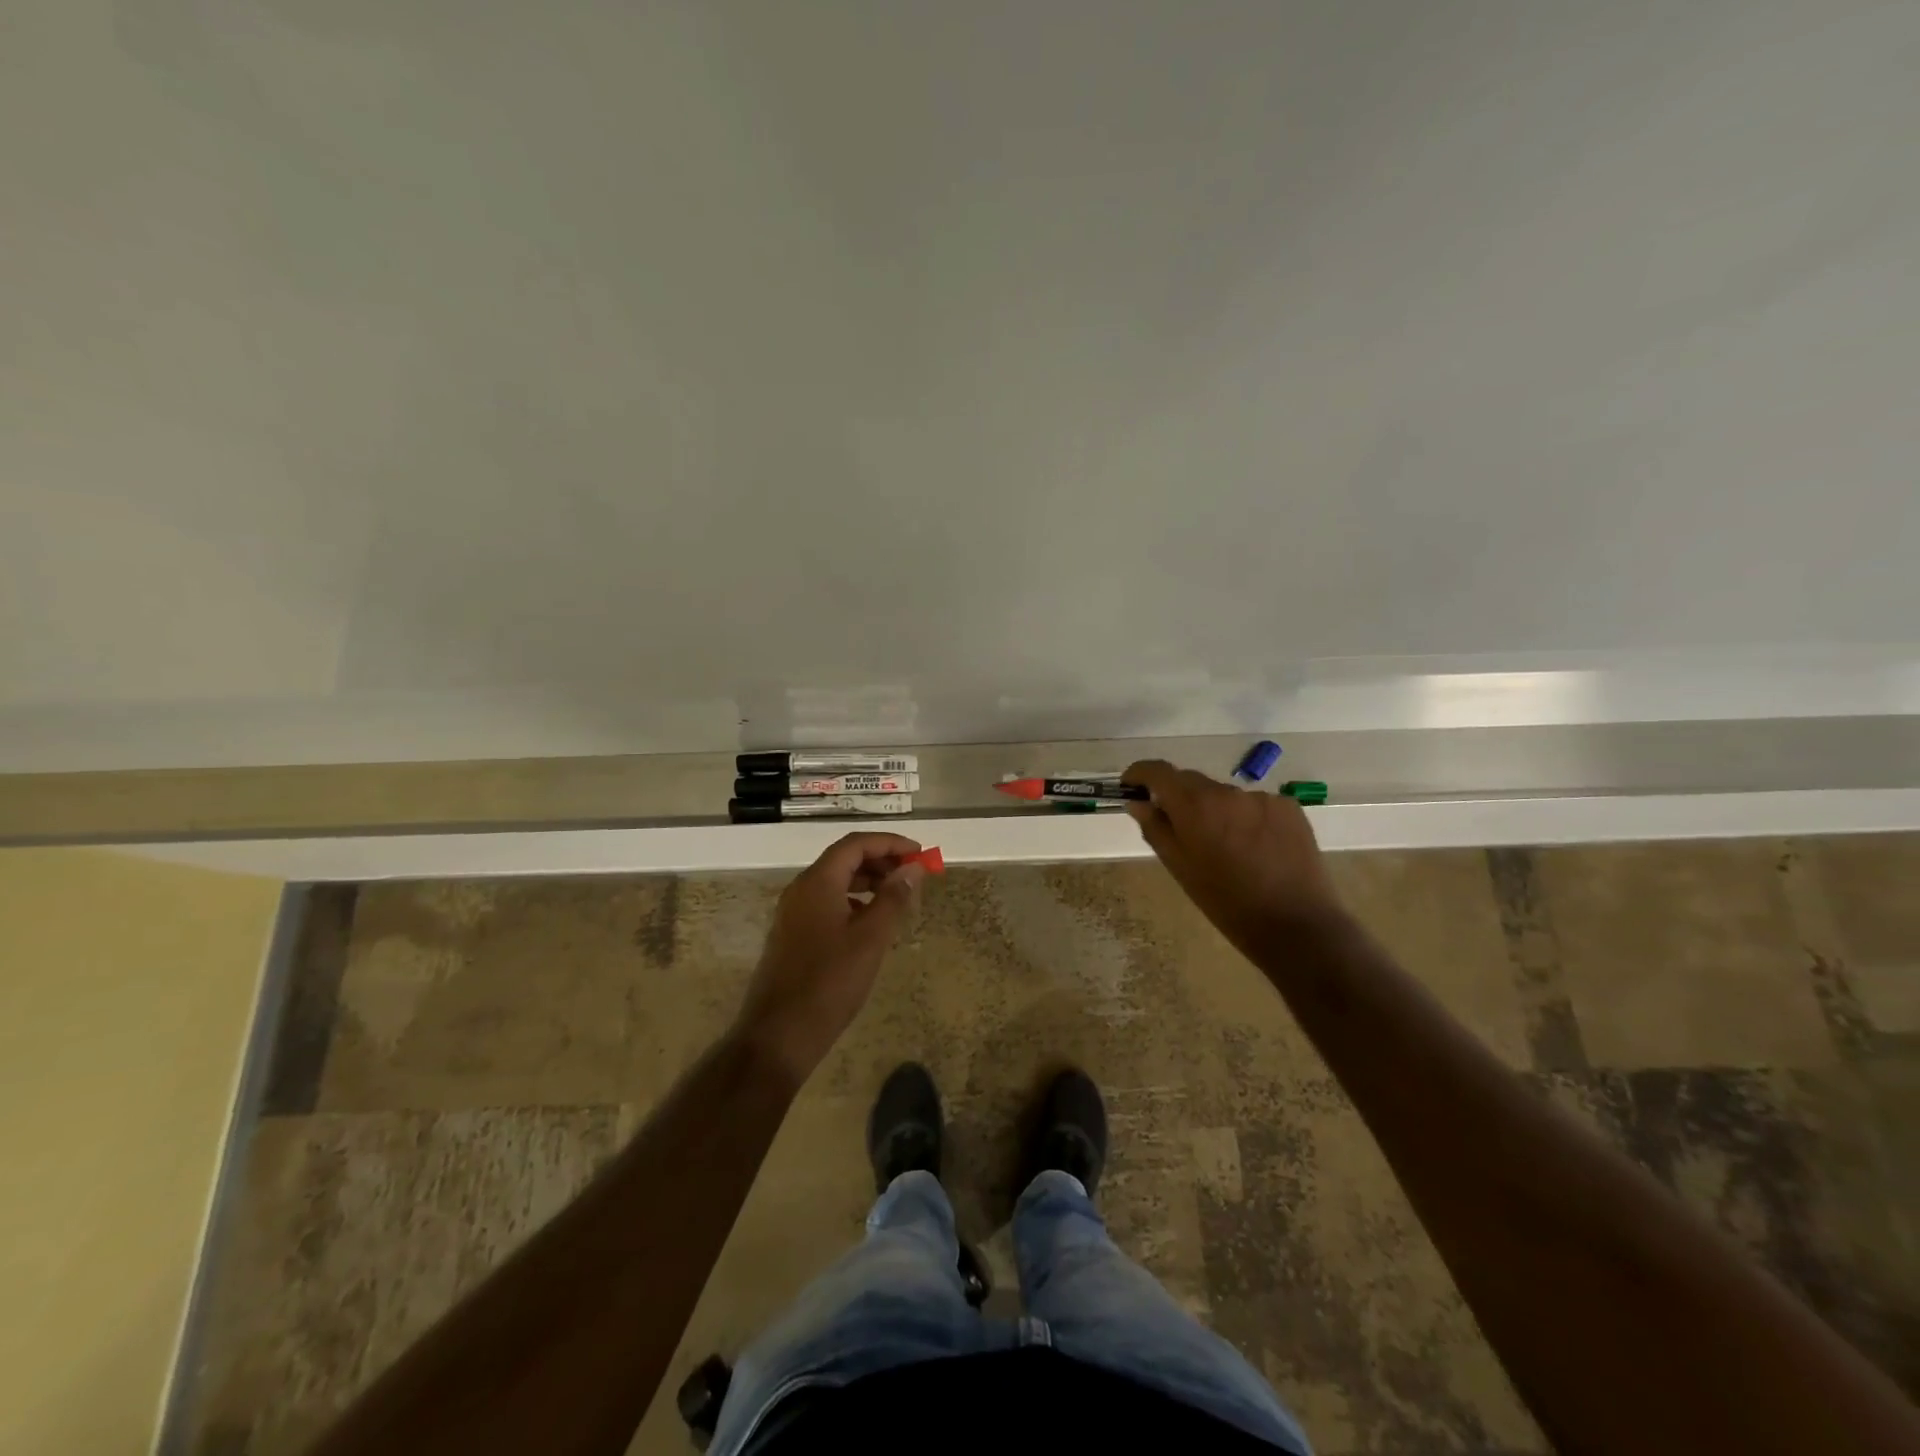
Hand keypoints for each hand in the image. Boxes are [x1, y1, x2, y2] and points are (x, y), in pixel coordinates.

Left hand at [732, 832, 927, 1084]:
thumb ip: (893, 898)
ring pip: (835, 882)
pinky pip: (827, 903)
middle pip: (844, 859)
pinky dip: (853, 902)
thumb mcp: (871, 938)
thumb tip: (913, 868)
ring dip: (868, 881)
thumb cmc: (830, 982)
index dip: (890, 843)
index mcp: (818, 882)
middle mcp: (801, 889)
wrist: (779, 1034)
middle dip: (881, 861)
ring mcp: (793, 913)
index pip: (856, 844)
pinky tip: (871, 923)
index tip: (920, 854)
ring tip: (898, 898)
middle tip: (913, 876)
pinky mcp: (792, 934)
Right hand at [1123, 759, 1342, 955]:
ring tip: (1224, 847)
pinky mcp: (1289, 807)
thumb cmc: (1226, 902)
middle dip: (1178, 797)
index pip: (1158, 771)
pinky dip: (1245, 818)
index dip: (1140, 773)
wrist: (1296, 925)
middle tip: (1178, 828)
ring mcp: (1262, 797)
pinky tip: (1255, 848)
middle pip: (1192, 781)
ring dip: (1215, 810)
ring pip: (1225, 796)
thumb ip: (1155, 828)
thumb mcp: (1180, 868)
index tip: (1131, 786)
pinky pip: (1255, 805)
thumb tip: (1137, 802)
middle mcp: (1227, 791)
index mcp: (1195, 805)